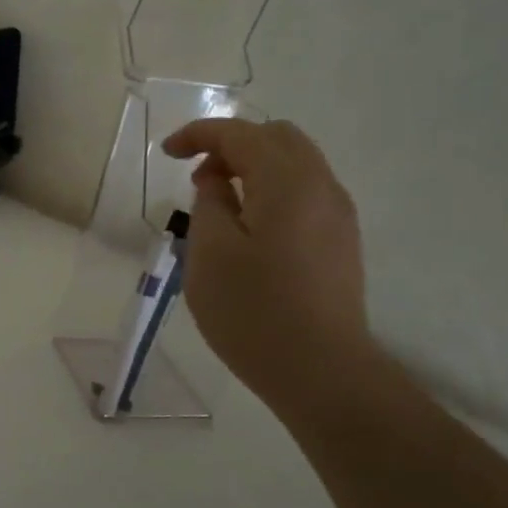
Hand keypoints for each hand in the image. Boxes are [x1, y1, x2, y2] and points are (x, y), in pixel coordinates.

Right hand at [162, 119, 369, 406]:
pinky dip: (272, 189)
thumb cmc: (254, 311)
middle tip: (196, 176)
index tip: (165, 153)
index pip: (240, 134)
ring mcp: (338, 215)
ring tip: (219, 203)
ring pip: (295, 163)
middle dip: (231, 144)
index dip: (198, 134)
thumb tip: (217, 179)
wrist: (322, 372)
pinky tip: (250, 227)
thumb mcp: (209, 253)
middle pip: (277, 137)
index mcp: (286, 182)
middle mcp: (321, 186)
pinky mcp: (341, 241)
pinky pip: (305, 191)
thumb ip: (209, 201)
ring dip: (253, 166)